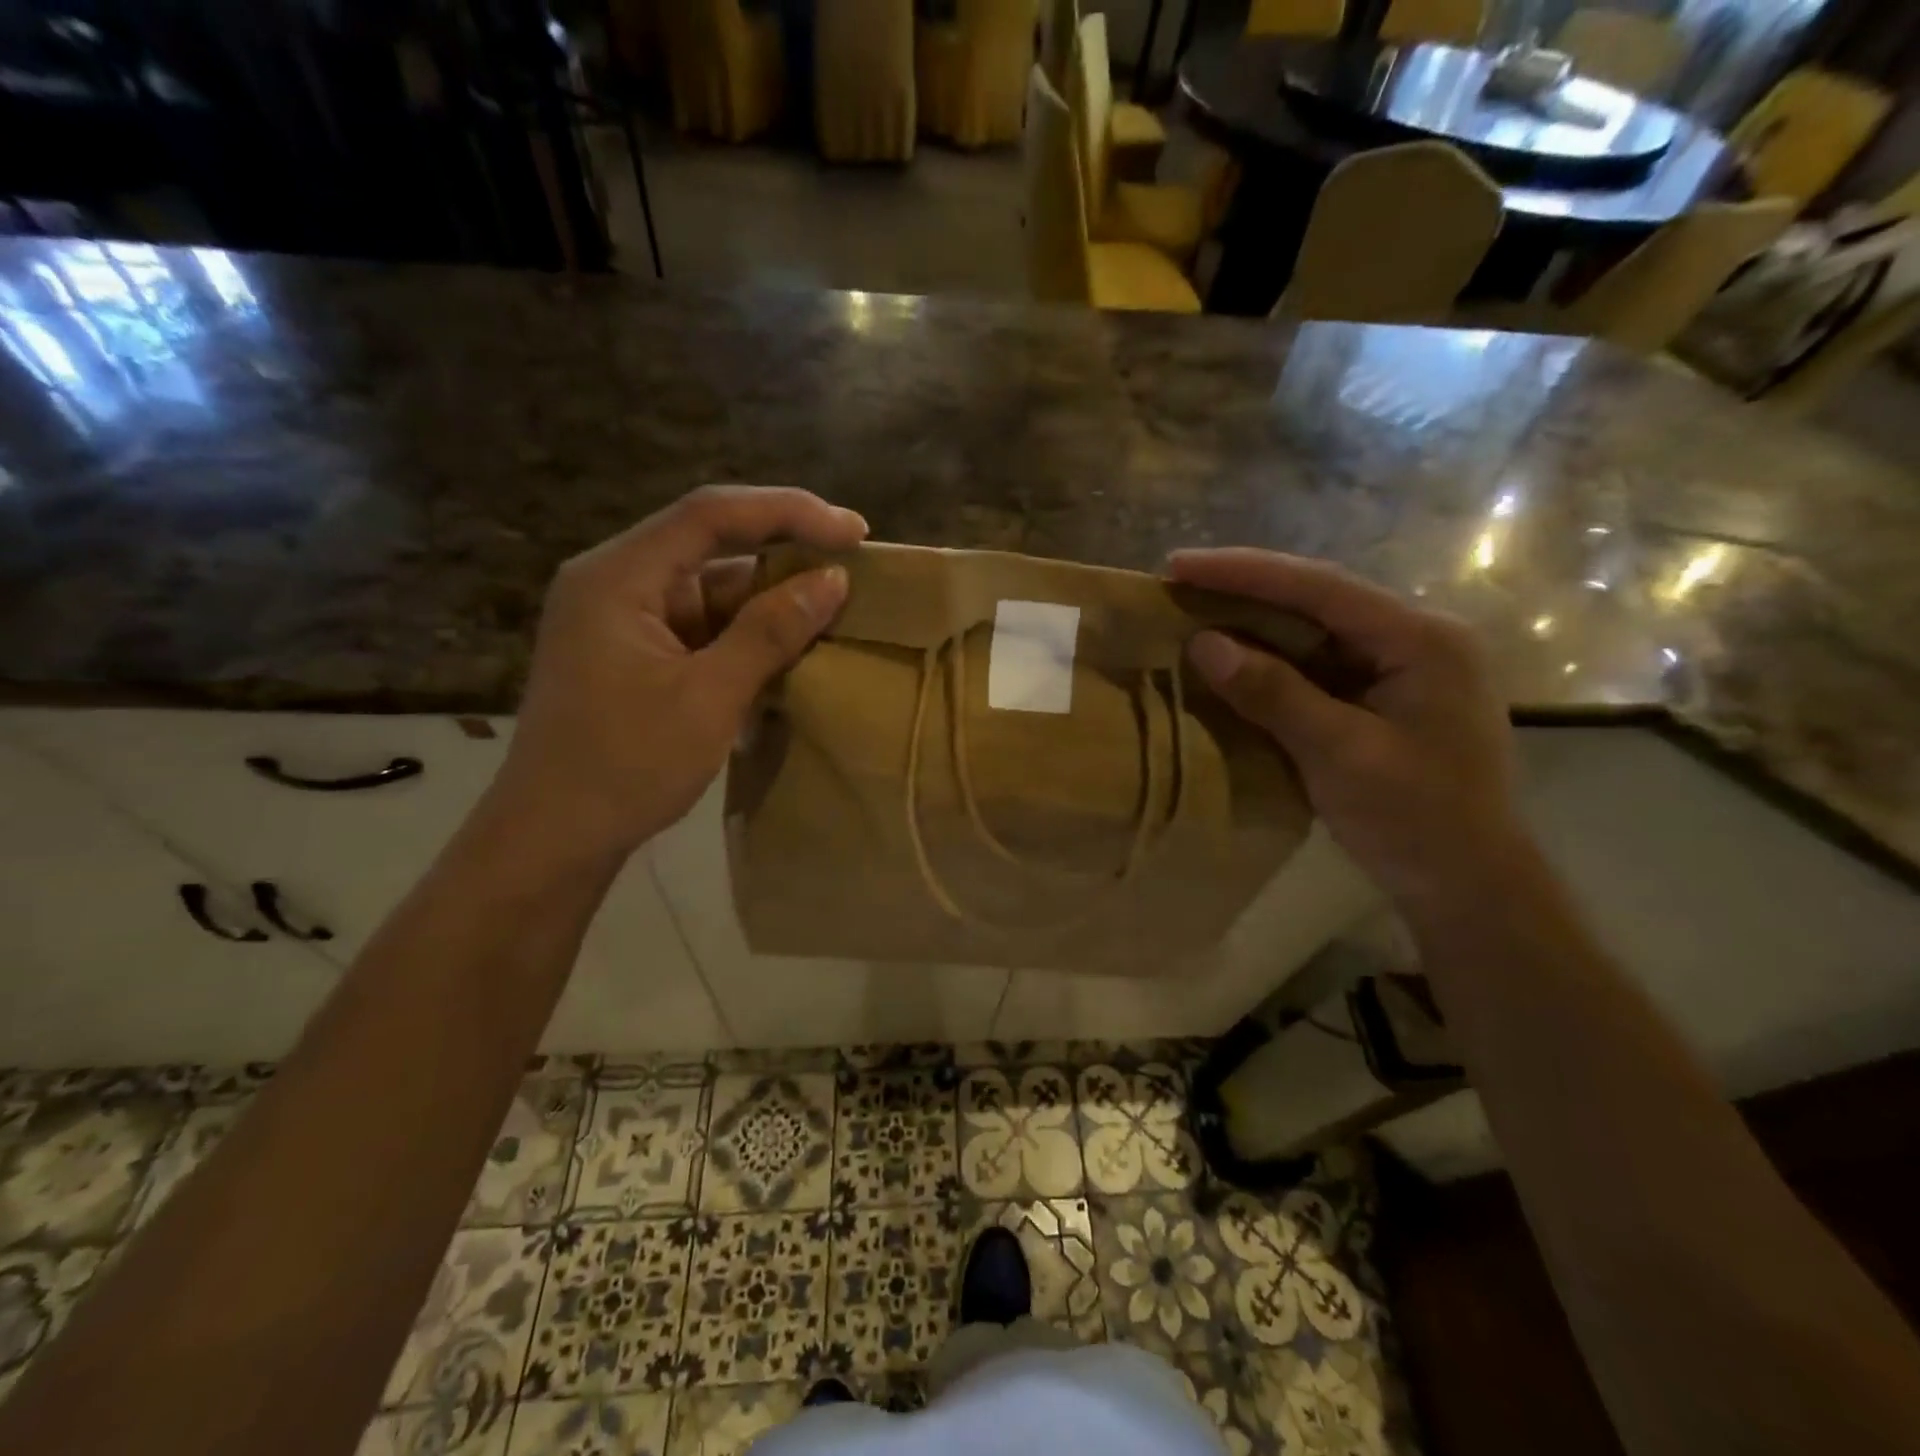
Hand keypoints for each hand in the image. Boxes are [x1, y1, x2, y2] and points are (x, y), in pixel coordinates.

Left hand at [487, 486, 866, 867]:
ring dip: (771, 601)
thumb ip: (770, 632)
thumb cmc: (625, 768)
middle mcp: (618, 582)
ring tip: (837, 613)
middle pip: (712, 544)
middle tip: (855, 569)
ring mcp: (627, 618)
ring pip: (713, 588)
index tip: (855, 531)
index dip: (789, 512)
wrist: (555, 838)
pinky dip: (749, 634)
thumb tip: (834, 579)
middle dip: (785, 554)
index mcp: (618, 577)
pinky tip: (793, 648)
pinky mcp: (639, 651)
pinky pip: (705, 624)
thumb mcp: (709, 698)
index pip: (711, 514)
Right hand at [1169, 548, 1524, 911]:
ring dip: (1254, 623)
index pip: (1320, 587)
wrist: (1469, 885)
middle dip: (1246, 590)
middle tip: (1178, 584)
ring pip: (1315, 630)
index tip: (1179, 565)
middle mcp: (1415, 638)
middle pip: (1318, 599)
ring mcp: (1401, 668)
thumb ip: (1274, 693)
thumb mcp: (1340, 754)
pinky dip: (1271, 661)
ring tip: (1194, 612)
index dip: (1245, 572)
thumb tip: (1203, 644)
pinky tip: (1233, 660)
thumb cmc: (1416, 819)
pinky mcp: (1383, 697)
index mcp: (1421, 639)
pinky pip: (1317, 664)